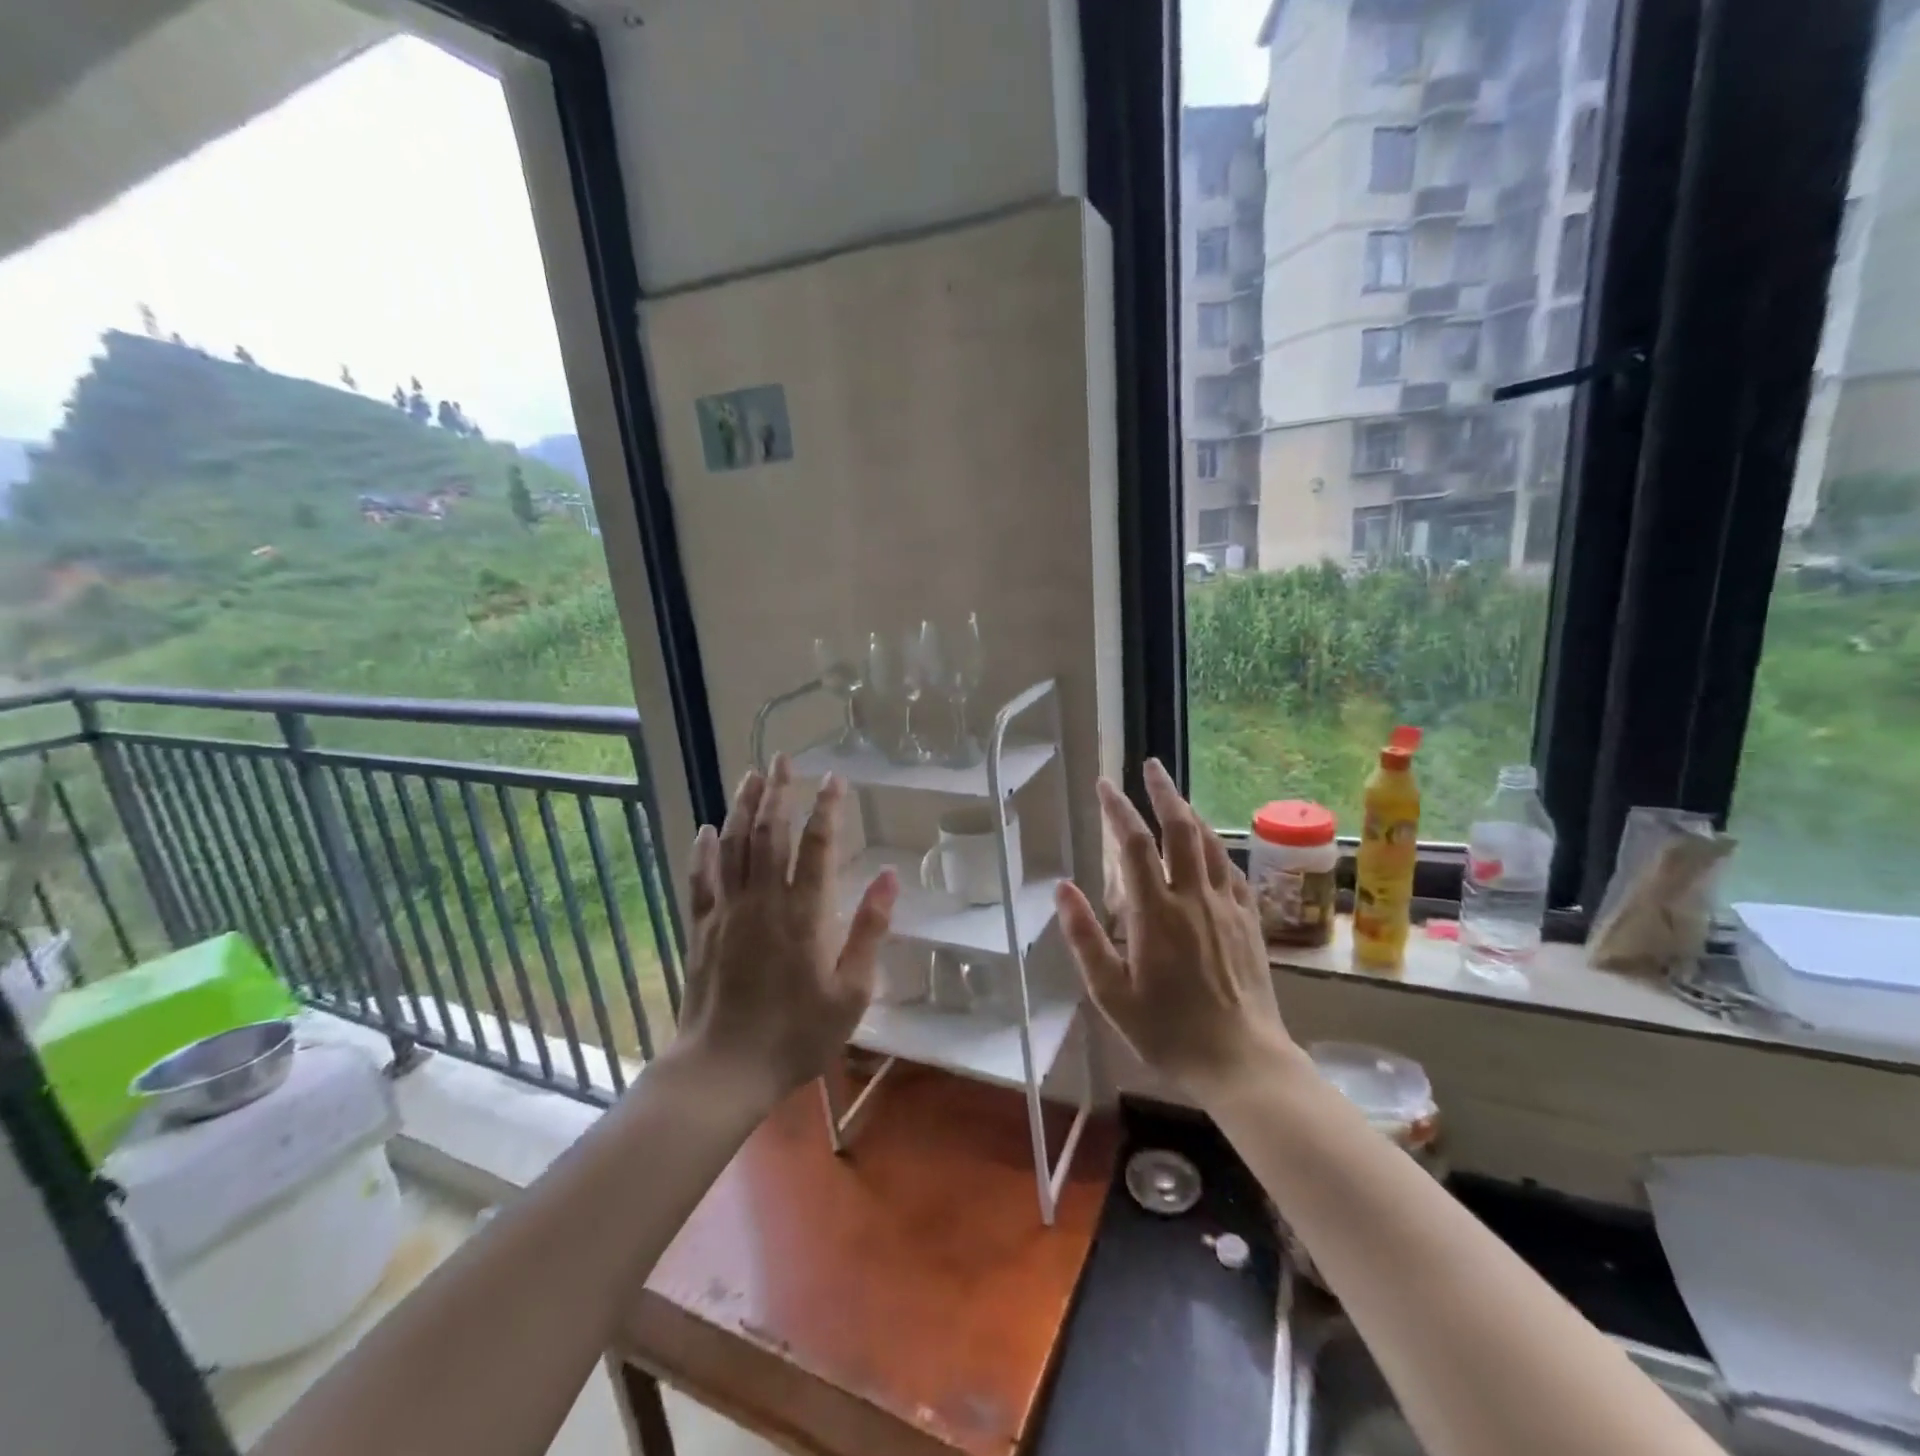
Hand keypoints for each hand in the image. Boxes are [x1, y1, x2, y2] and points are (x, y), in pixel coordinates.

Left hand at [677, 754, 897, 1100]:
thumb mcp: (850, 992)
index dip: (826, 808)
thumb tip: (890, 877)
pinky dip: (704, 850)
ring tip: (752, 775)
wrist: (724, 1069)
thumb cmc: (796, 1035)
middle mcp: (763, 900)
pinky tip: (706, 829)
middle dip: (779, 792)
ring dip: (743, 807)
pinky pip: (701, 879)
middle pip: (769, 833)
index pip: (816, 846)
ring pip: (733, 846)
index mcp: (804, 914)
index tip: (833, 779)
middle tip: (783, 759)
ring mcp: (727, 911)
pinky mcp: (701, 928)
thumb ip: (869, 931)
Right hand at [1055, 759, 1295, 1102]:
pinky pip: (1233, 870)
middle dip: (1163, 792)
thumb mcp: (1111, 994)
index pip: (1134, 845)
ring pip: (1211, 844)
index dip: (1118, 809)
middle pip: (1180, 829)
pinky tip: (1210, 847)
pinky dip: (1217, 848)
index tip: (1105, 784)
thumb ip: (1084, 937)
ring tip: (1175, 794)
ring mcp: (1227, 907)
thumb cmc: (1167, 1032)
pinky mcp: (1250, 922)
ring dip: (1190, 813)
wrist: (1242, 1061)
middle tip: (1150, 765)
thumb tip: (1062, 887)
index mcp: (1155, 913)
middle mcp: (1194, 899)